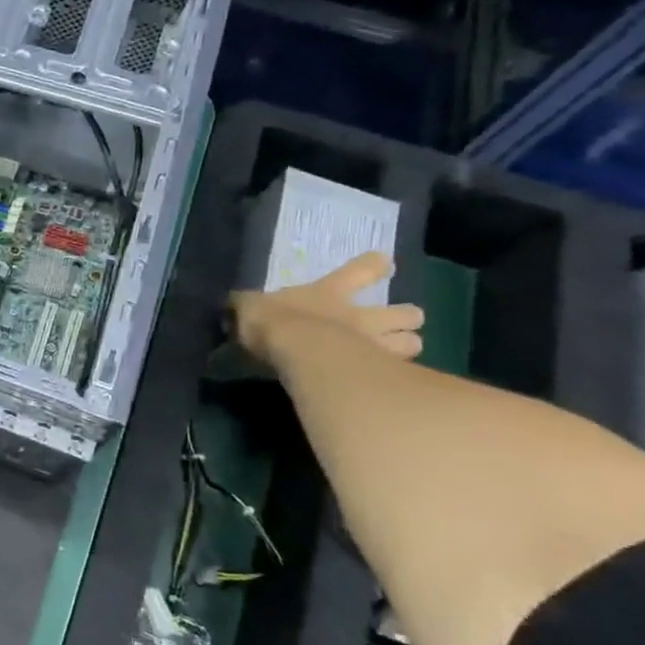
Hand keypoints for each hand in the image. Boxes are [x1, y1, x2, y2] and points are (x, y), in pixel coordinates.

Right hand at [230, 251, 424, 364]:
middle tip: (401, 323)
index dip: (373, 265)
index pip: (362, 269)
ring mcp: (375, 342)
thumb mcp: (249, 307)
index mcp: (330, 292)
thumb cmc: (274, 321)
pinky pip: (402, 373)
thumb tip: (232, 305)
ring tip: (398, 353)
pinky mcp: (380, 371)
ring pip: (412, 342)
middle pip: (404, 311)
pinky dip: (400, 376)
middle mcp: (361, 315)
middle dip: (406, 316)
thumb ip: (246, 306)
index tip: (383, 263)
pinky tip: (391, 382)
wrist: (296, 350)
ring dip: (406, 346)